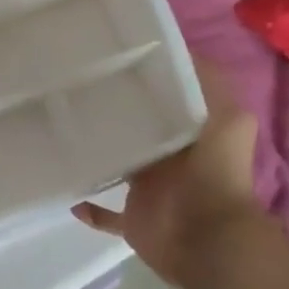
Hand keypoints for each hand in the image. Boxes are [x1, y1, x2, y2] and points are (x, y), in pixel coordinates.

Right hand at [72, 62, 262, 286]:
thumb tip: (177, 49)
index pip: (163, 100)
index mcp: (188, 133)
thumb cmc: (215, 173)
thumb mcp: (226, 117)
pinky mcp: (133, 219)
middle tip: (72, 93)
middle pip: (136, 132)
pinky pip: (106, 215)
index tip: (108, 60)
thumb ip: (206, 84)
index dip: (141, 81)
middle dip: (111, 116)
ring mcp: (149, 190)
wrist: (206, 238)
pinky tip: (70, 196)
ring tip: (62, 135)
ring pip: (117, 168)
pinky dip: (90, 209)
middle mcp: (168, 158)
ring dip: (97, 157)